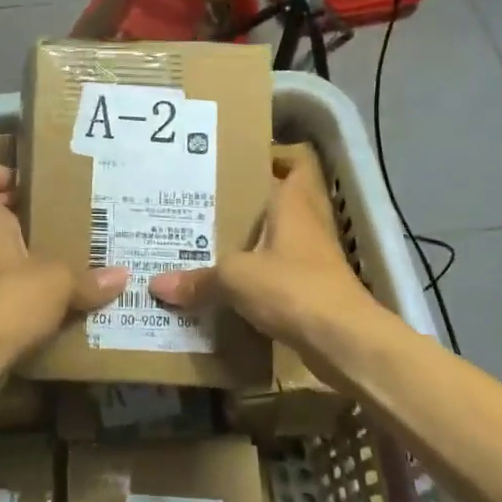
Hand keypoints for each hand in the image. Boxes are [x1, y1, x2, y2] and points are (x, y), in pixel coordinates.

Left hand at [0, 165, 127, 370]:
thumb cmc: (6, 302)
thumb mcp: (58, 284)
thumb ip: (89, 279)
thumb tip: (121, 276)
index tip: (19, 180)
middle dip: (18, 214)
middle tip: (57, 219)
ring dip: (23, 254)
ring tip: (63, 261)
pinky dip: (21, 290)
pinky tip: (52, 303)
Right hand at [150, 156, 391, 375]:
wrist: (345, 342)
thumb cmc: (293, 288)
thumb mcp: (236, 278)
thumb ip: (198, 279)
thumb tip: (156, 285)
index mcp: (293, 204)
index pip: (293, 165)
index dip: (272, 159)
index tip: (235, 162)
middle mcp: (307, 225)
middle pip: (279, 203)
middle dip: (247, 205)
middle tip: (205, 203)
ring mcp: (313, 260)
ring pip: (277, 241)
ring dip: (251, 244)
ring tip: (208, 243)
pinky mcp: (312, 292)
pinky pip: (278, 275)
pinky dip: (257, 278)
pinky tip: (228, 286)